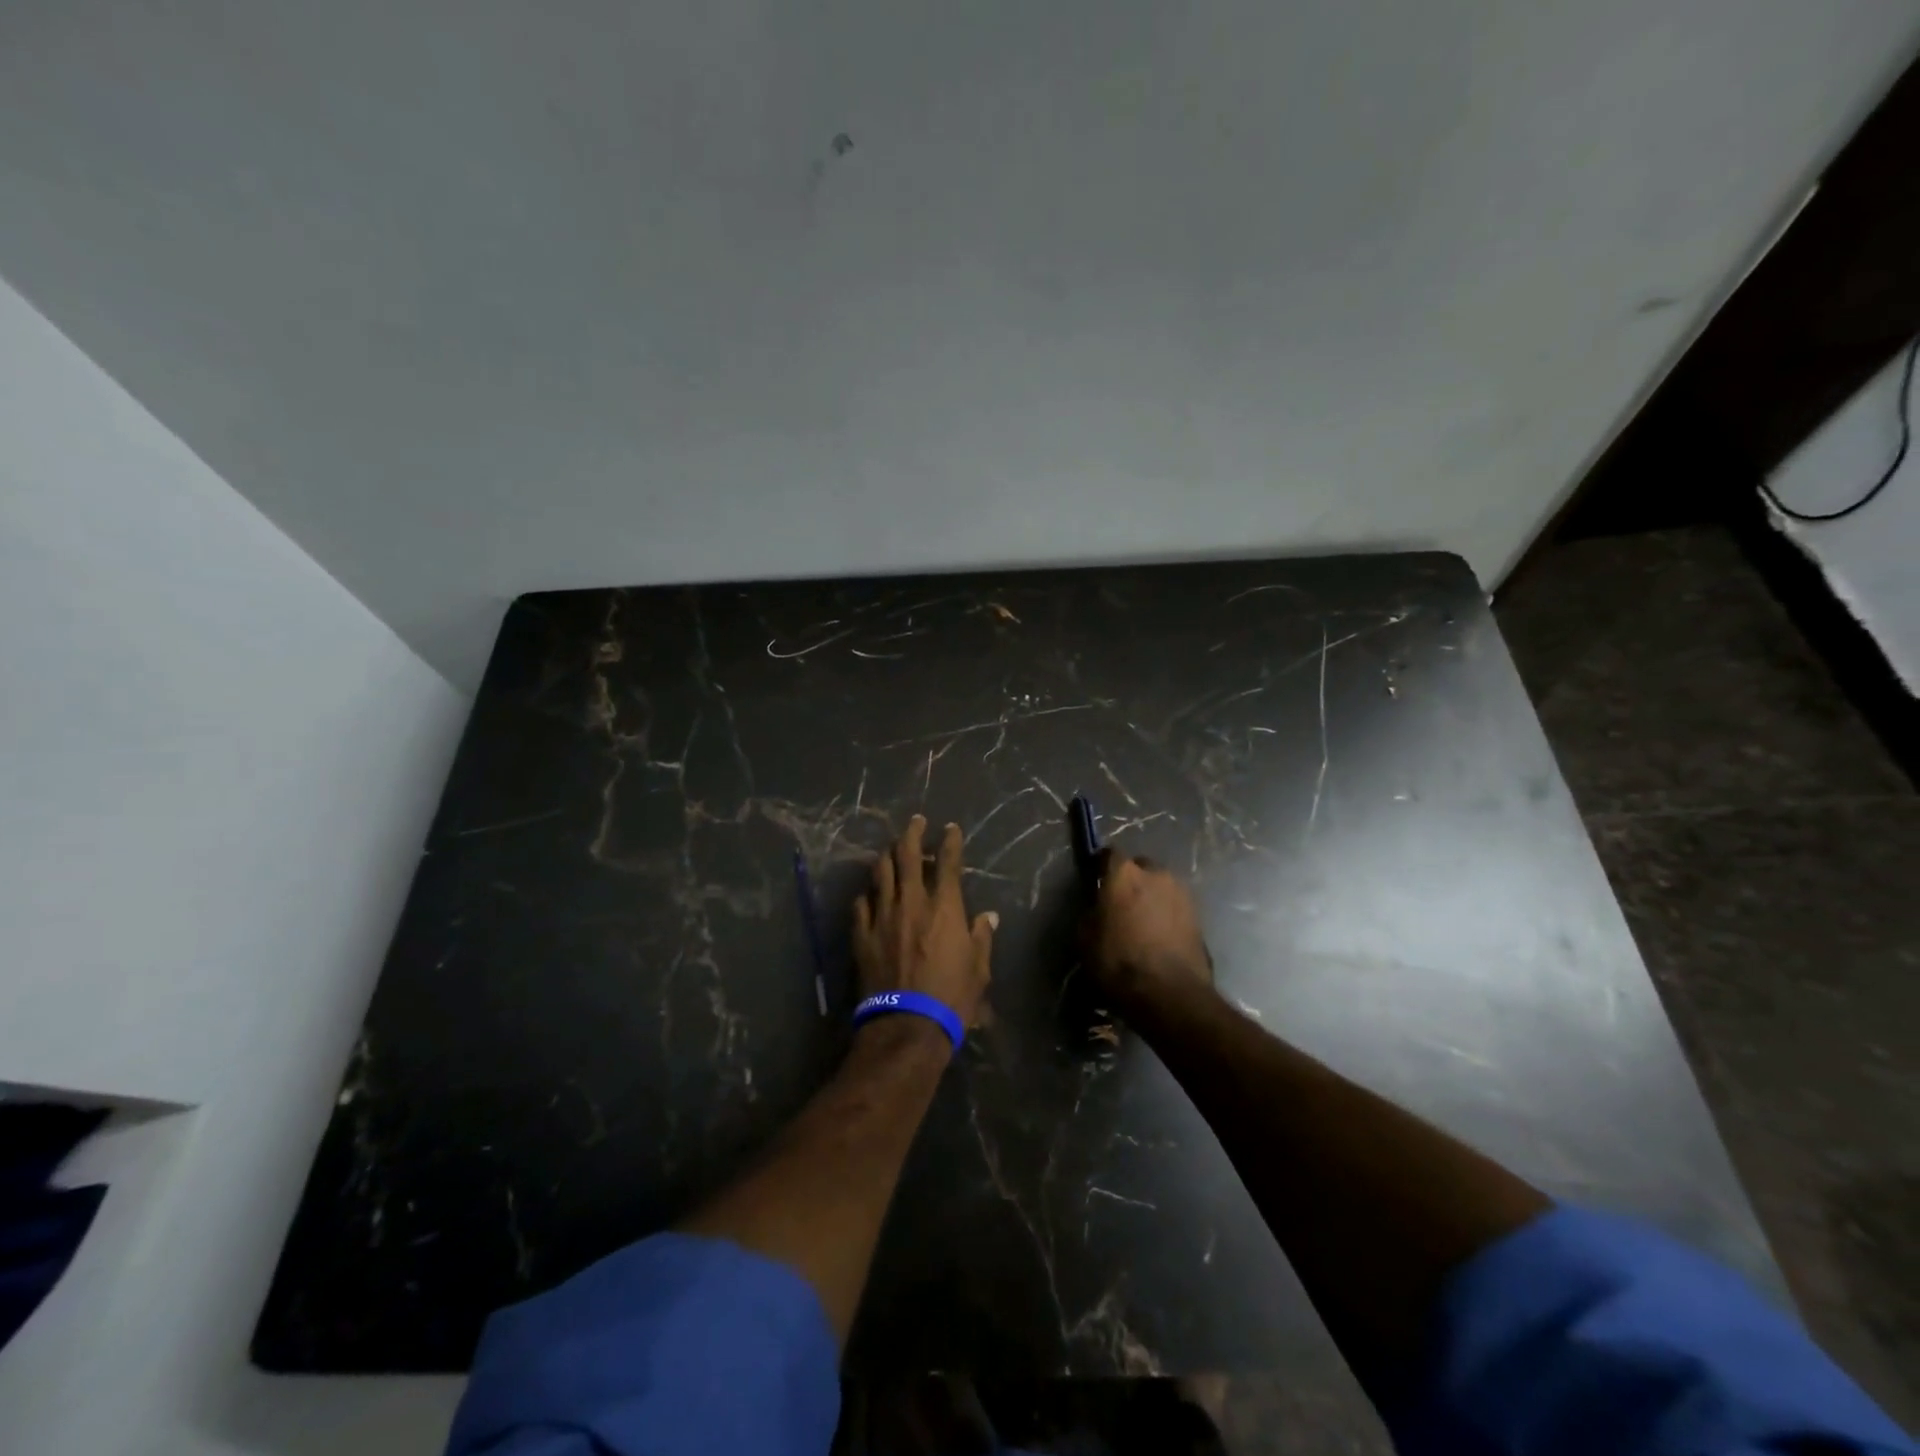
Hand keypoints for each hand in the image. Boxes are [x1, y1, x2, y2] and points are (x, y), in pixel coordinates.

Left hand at [853, 815, 996, 1029]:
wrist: (907, 1024)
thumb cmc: (952, 997)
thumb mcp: (979, 969)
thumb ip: (981, 937)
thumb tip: (988, 916)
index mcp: (944, 906)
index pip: (948, 861)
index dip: (950, 840)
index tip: (950, 828)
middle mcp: (912, 901)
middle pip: (907, 854)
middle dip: (913, 832)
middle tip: (916, 821)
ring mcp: (883, 915)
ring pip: (881, 871)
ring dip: (888, 855)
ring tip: (892, 849)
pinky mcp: (862, 933)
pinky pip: (861, 902)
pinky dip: (868, 893)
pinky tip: (870, 892)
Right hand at [1085, 851, 1212, 1008]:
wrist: (1169, 994)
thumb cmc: (1119, 962)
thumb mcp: (1085, 938)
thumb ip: (1092, 912)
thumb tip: (1098, 907)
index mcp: (1124, 873)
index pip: (1109, 854)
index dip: (1101, 866)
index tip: (1095, 880)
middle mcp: (1156, 874)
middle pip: (1139, 867)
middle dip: (1130, 880)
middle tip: (1121, 904)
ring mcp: (1181, 893)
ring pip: (1160, 886)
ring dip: (1151, 897)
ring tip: (1142, 923)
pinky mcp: (1199, 916)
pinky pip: (1175, 906)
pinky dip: (1167, 915)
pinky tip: (1159, 936)